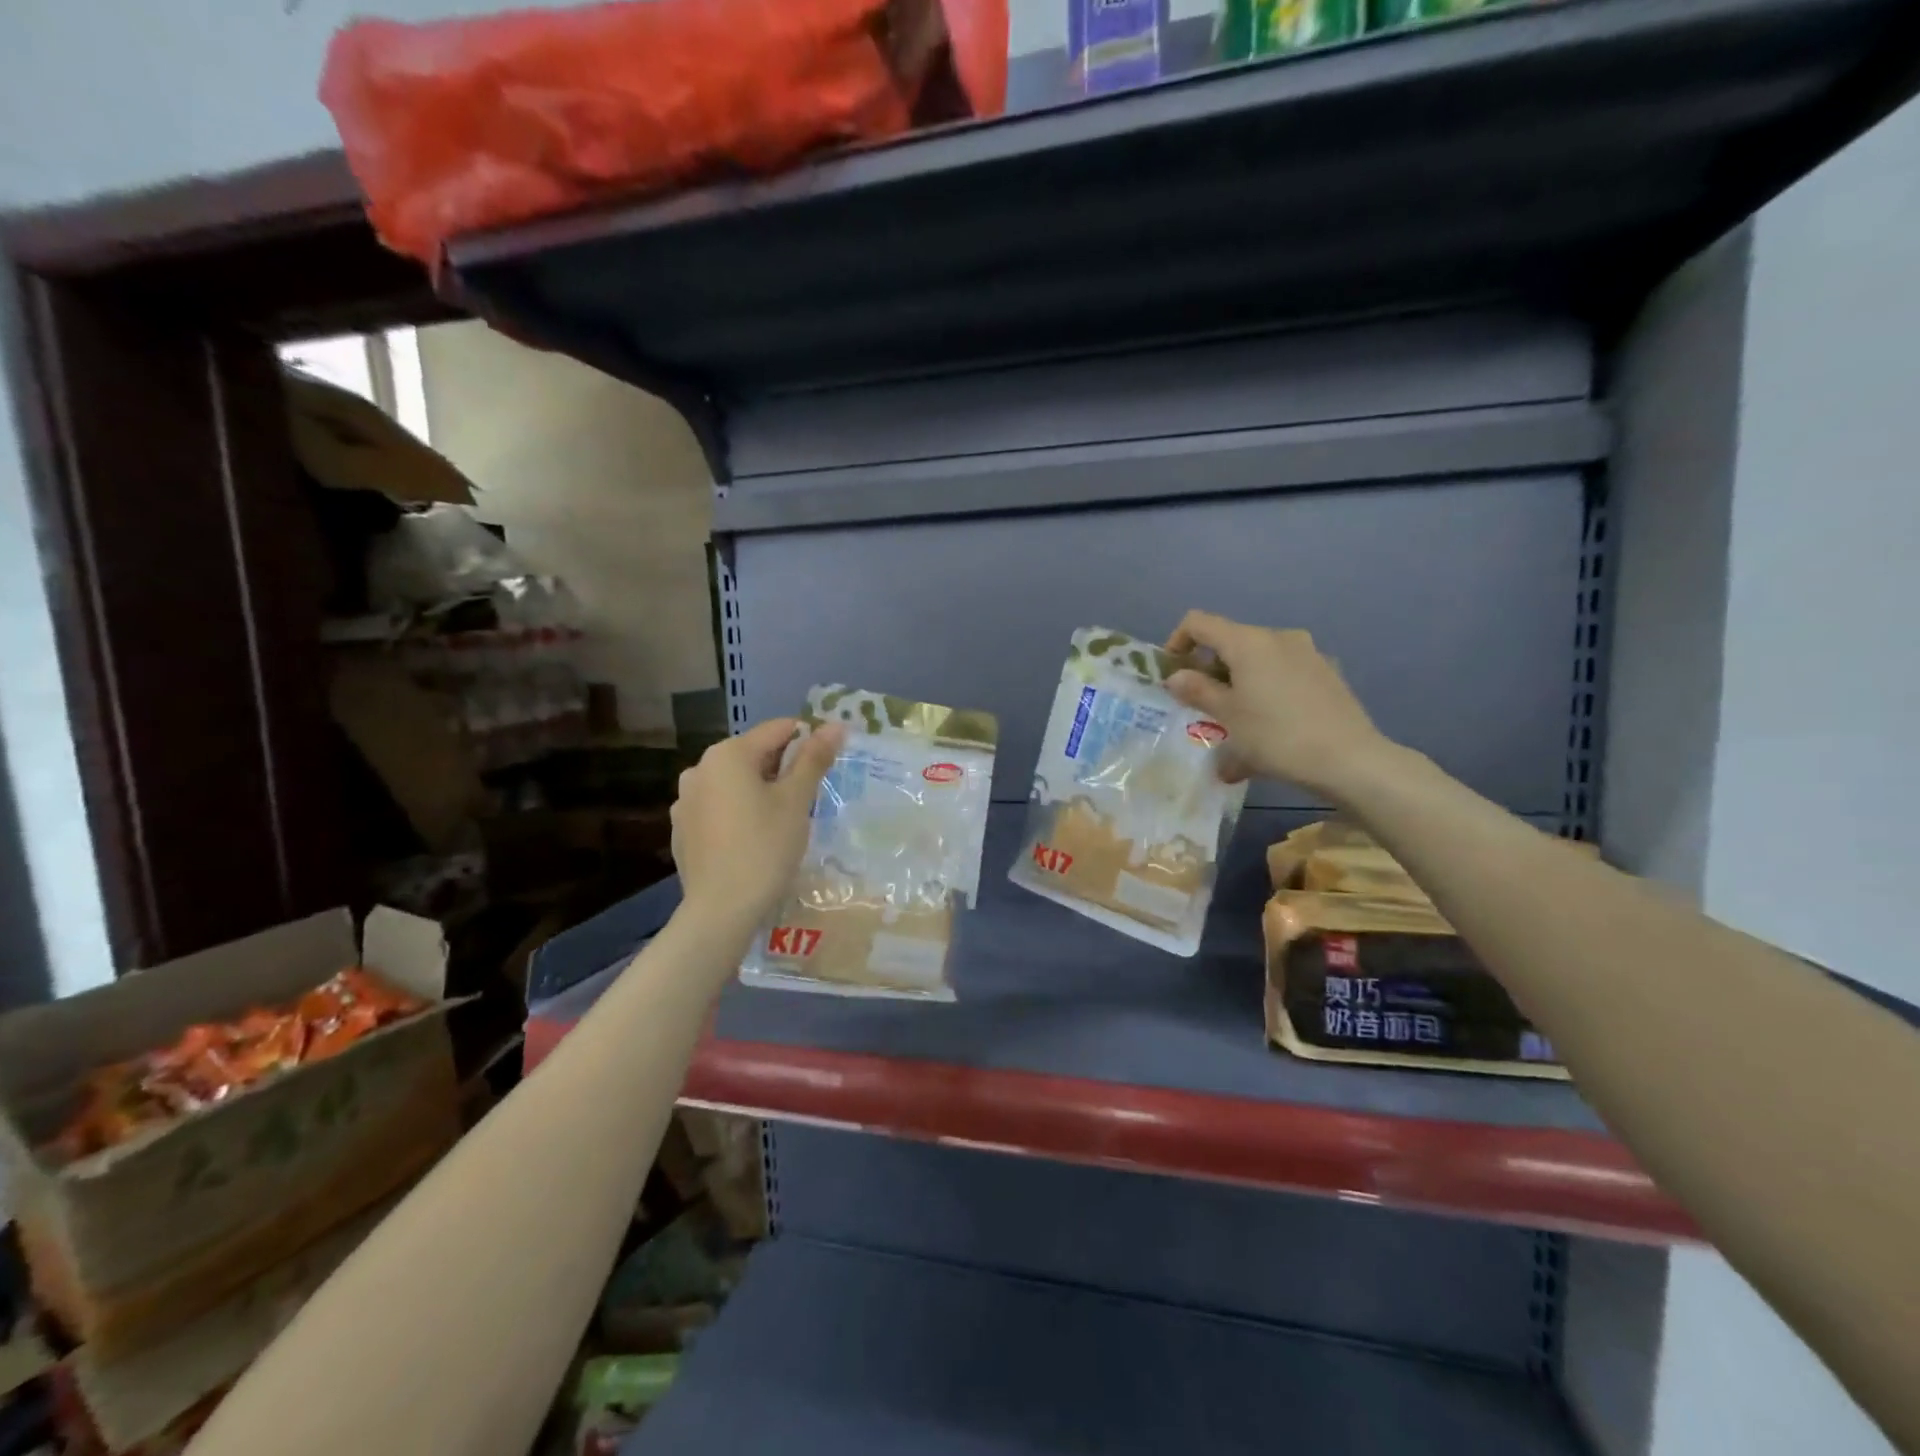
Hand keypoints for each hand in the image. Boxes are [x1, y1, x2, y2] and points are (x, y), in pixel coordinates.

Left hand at [670, 717, 843, 929]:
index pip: (778, 730)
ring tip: (781, 822)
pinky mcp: (682, 829)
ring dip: (760, 791)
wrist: (721, 910)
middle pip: (753, 755)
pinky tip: (752, 841)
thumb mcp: (796, 801)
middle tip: (808, 799)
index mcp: (728, 754)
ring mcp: (685, 800)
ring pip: (734, 783)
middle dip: (783, 769)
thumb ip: (814, 758)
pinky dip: (738, 814)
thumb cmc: (765, 848)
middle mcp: (699, 768)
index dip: (808, 742)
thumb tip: (836, 725)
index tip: (828, 765)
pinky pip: (718, 808)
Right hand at [1164, 611, 1394, 799]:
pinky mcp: (1327, 672)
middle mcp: (1278, 637)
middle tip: (1202, 705)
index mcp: (1248, 641)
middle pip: (1231, 641)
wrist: (1349, 759)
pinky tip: (1270, 726)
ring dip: (1239, 683)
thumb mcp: (1227, 716)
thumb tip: (1176, 676)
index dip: (1178, 641)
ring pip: (1259, 660)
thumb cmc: (1276, 736)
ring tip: (1236, 723)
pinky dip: (1267, 691)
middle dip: (1210, 668)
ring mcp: (1308, 653)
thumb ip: (1197, 690)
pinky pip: (1283, 674)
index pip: (1199, 622)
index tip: (1173, 672)